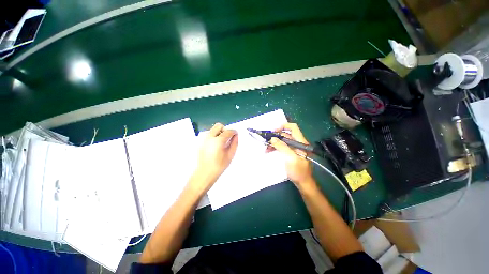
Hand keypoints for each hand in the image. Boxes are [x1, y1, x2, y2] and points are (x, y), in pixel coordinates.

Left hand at [192, 123, 237, 191]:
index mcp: (218, 141)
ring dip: (219, 133)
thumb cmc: (219, 166)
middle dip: (225, 130)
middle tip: (227, 138)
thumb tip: (236, 136)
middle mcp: (210, 137)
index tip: (236, 134)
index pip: (228, 131)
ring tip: (222, 143)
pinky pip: (209, 135)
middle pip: (218, 126)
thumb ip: (234, 143)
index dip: (233, 132)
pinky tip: (216, 146)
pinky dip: (214, 136)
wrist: (205, 173)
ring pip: (213, 129)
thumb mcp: (230, 155)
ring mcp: (204, 139)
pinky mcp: (201, 142)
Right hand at [269, 123, 313, 187]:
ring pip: (282, 141)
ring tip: (266, 148)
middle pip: (286, 134)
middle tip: (266, 141)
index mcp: (301, 142)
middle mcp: (298, 143)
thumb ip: (282, 147)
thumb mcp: (290, 158)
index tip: (273, 131)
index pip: (293, 128)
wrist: (303, 183)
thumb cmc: (298, 171)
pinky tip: (269, 151)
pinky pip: (282, 147)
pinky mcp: (291, 153)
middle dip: (275, 137)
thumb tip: (272, 138)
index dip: (283, 126)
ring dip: (274, 143)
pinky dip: (275, 147)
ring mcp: (294, 148)